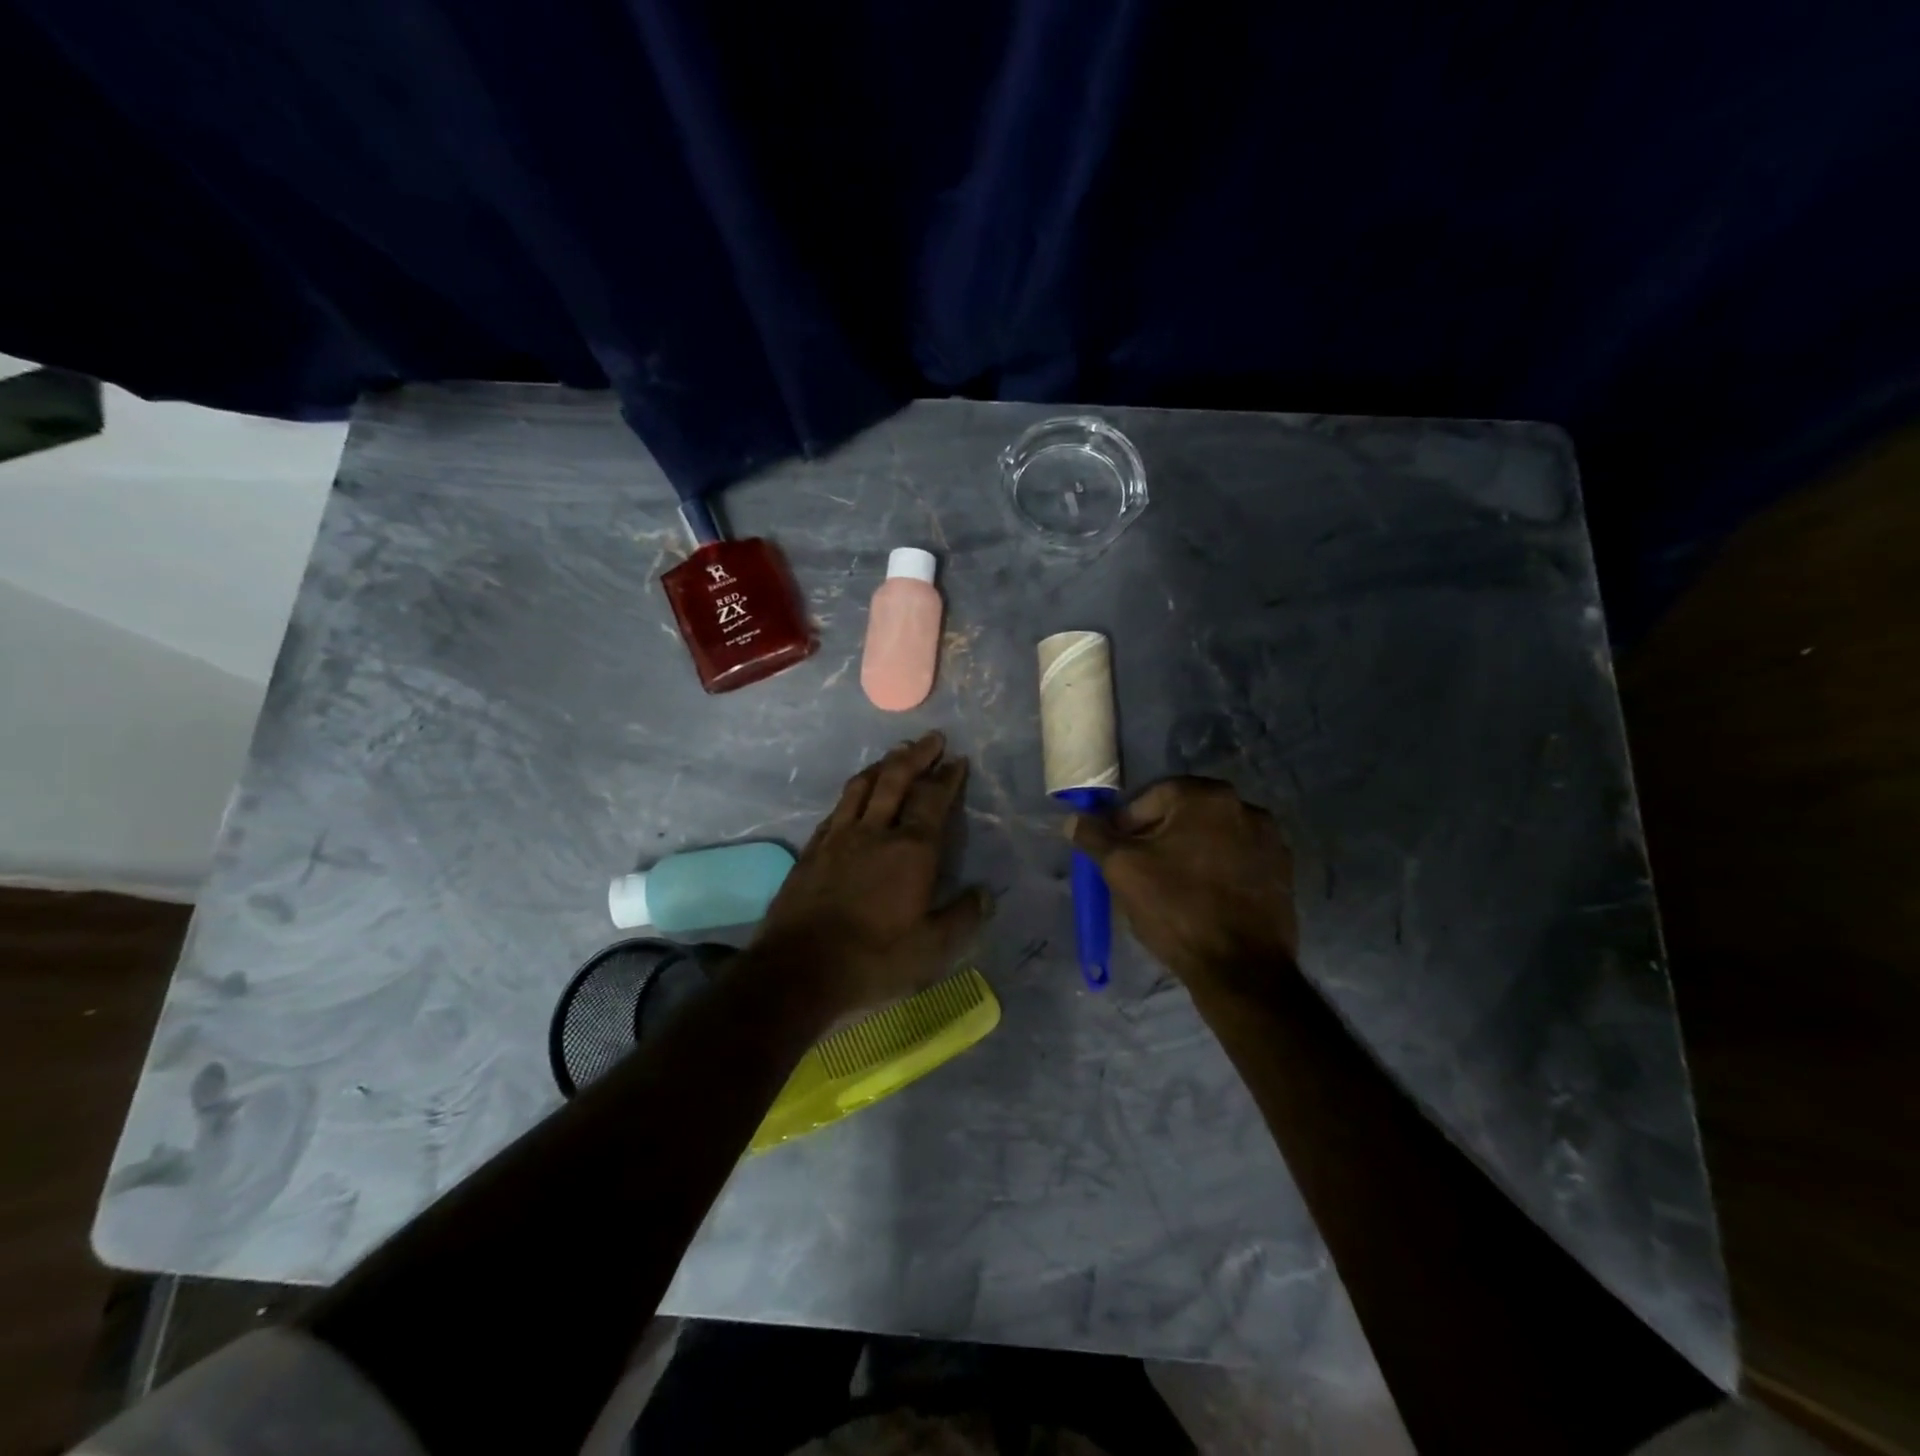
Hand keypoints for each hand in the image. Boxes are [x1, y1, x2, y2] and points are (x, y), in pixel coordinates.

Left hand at [749, 732, 990, 1019]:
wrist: (798, 969)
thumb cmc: (873, 959)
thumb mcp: (931, 949)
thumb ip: (961, 918)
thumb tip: (986, 894)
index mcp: (911, 851)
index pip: (933, 801)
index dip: (947, 778)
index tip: (957, 760)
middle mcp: (875, 832)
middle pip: (896, 780)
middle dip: (916, 755)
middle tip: (931, 738)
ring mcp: (838, 838)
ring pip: (862, 787)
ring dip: (882, 765)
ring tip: (895, 754)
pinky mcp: (812, 851)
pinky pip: (836, 809)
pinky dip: (852, 794)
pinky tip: (854, 796)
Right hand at [1068, 777, 1298, 991]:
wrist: (1242, 970)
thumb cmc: (1177, 908)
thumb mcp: (1122, 870)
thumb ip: (1095, 837)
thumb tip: (1073, 820)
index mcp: (1208, 797)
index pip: (1152, 797)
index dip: (1127, 823)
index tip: (1115, 852)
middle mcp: (1246, 808)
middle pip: (1184, 815)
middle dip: (1156, 837)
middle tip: (1137, 869)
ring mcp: (1271, 842)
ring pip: (1211, 839)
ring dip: (1187, 854)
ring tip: (1167, 888)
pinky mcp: (1283, 874)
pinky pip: (1236, 862)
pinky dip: (1215, 872)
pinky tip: (1200, 901)